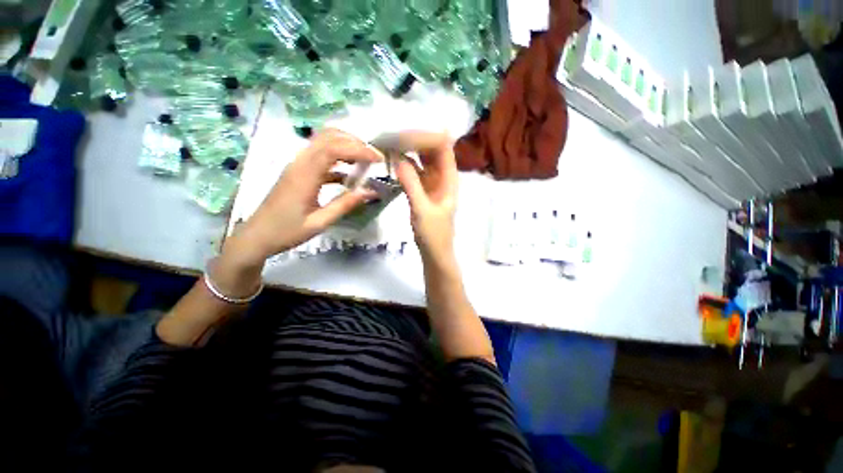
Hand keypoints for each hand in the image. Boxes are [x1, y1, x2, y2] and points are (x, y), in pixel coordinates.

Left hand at [227, 129, 382, 267]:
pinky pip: (320, 155)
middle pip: (328, 137)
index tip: (377, 159)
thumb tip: (370, 192)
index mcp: (305, 175)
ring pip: (323, 142)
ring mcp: (297, 164)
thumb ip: (345, 204)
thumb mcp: (320, 222)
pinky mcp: (298, 170)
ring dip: (346, 146)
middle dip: (354, 141)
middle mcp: (300, 163)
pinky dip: (338, 158)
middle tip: (373, 156)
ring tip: (365, 160)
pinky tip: (350, 173)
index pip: (334, 149)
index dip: (358, 149)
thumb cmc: (288, 231)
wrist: (257, 235)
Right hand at [394, 132, 457, 264]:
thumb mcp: (421, 209)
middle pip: (432, 149)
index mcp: (449, 178)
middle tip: (392, 134)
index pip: (442, 146)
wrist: (434, 253)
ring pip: (423, 158)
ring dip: (409, 150)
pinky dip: (405, 164)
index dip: (426, 136)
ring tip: (389, 142)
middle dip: (415, 139)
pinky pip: (415, 170)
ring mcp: (433, 182)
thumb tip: (397, 157)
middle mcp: (442, 176)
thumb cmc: (433, 234)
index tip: (403, 134)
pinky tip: (392, 160)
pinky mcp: (423, 189)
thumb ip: (411, 184)